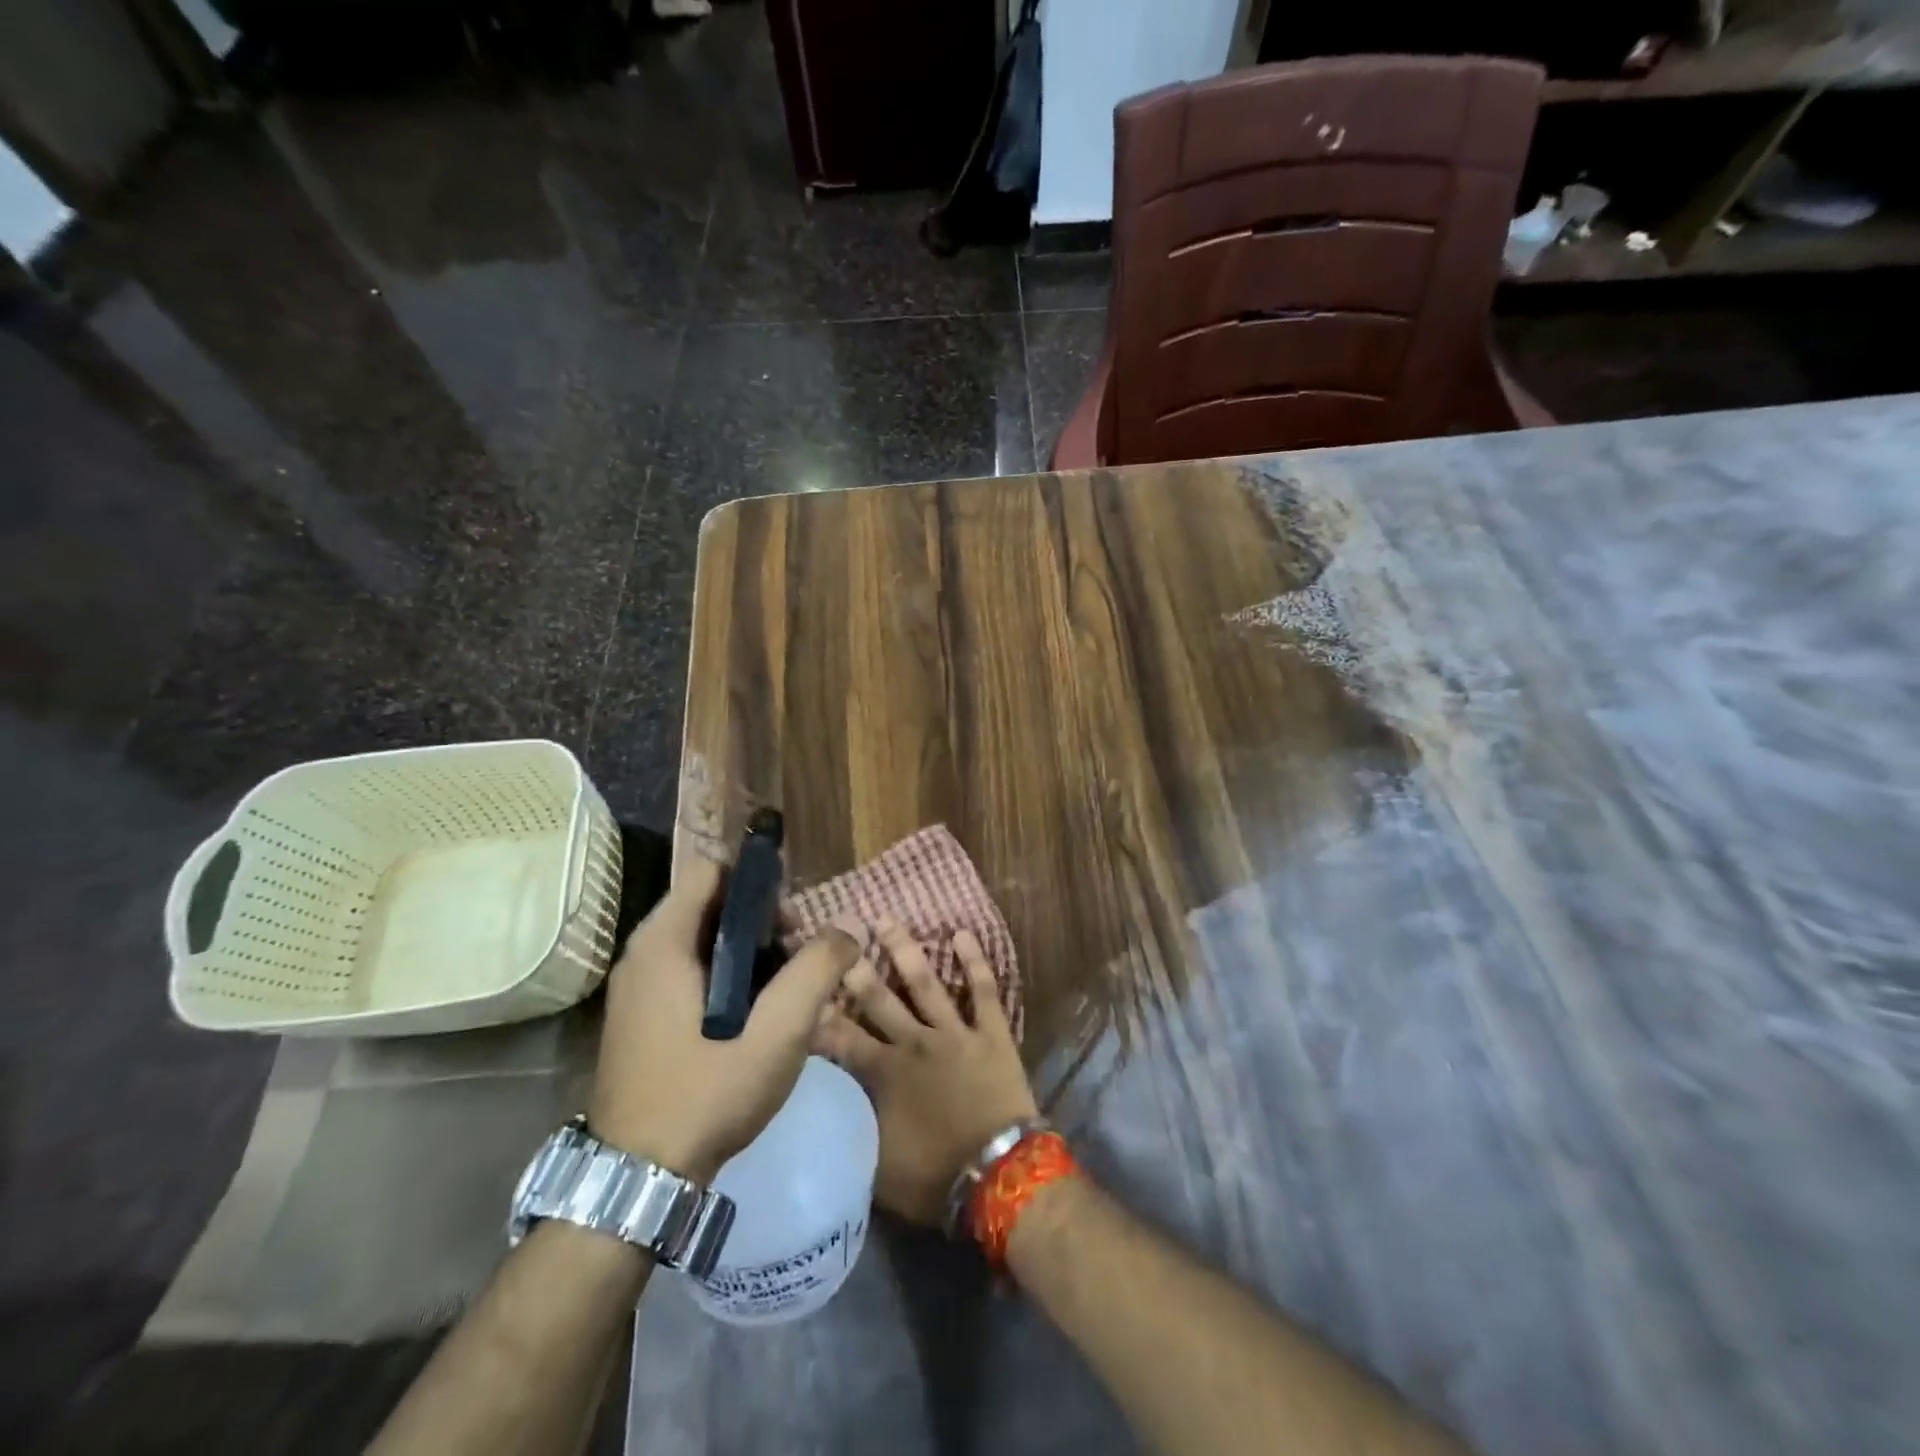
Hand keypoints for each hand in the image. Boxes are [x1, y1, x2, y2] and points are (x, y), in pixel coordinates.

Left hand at [590, 857, 859, 1182]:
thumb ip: (817, 970)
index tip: (791, 917)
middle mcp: (642, 957)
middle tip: (797, 957)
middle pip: (708, 906)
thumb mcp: (778, 1031)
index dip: (756, 880)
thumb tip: (849, 927)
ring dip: (747, 953)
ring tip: (784, 991)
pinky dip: (726, 978)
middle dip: (760, 921)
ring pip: (702, 943)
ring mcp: (636, 992)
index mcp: (663, 944)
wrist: (637, 1183)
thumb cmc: (707, 1093)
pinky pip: (689, 974)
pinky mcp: (640, 1021)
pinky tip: (754, 1018)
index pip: (710, 872)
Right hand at [812, 915, 1037, 1226]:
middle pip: (877, 997)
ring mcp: (953, 1032)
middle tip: (837, 934)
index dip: (817, 1011)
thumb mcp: (876, 1163)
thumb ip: (852, 1126)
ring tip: (886, 919)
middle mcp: (913, 1042)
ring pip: (924, 981)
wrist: (997, 1176)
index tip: (800, 985)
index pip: (839, 1035)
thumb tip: (831, 1107)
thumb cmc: (933, 1178)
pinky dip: (973, 961)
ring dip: (904, 949)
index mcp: (882, 1073)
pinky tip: (962, 933)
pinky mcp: (990, 1033)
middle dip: (854, 965)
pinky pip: (982, 989)